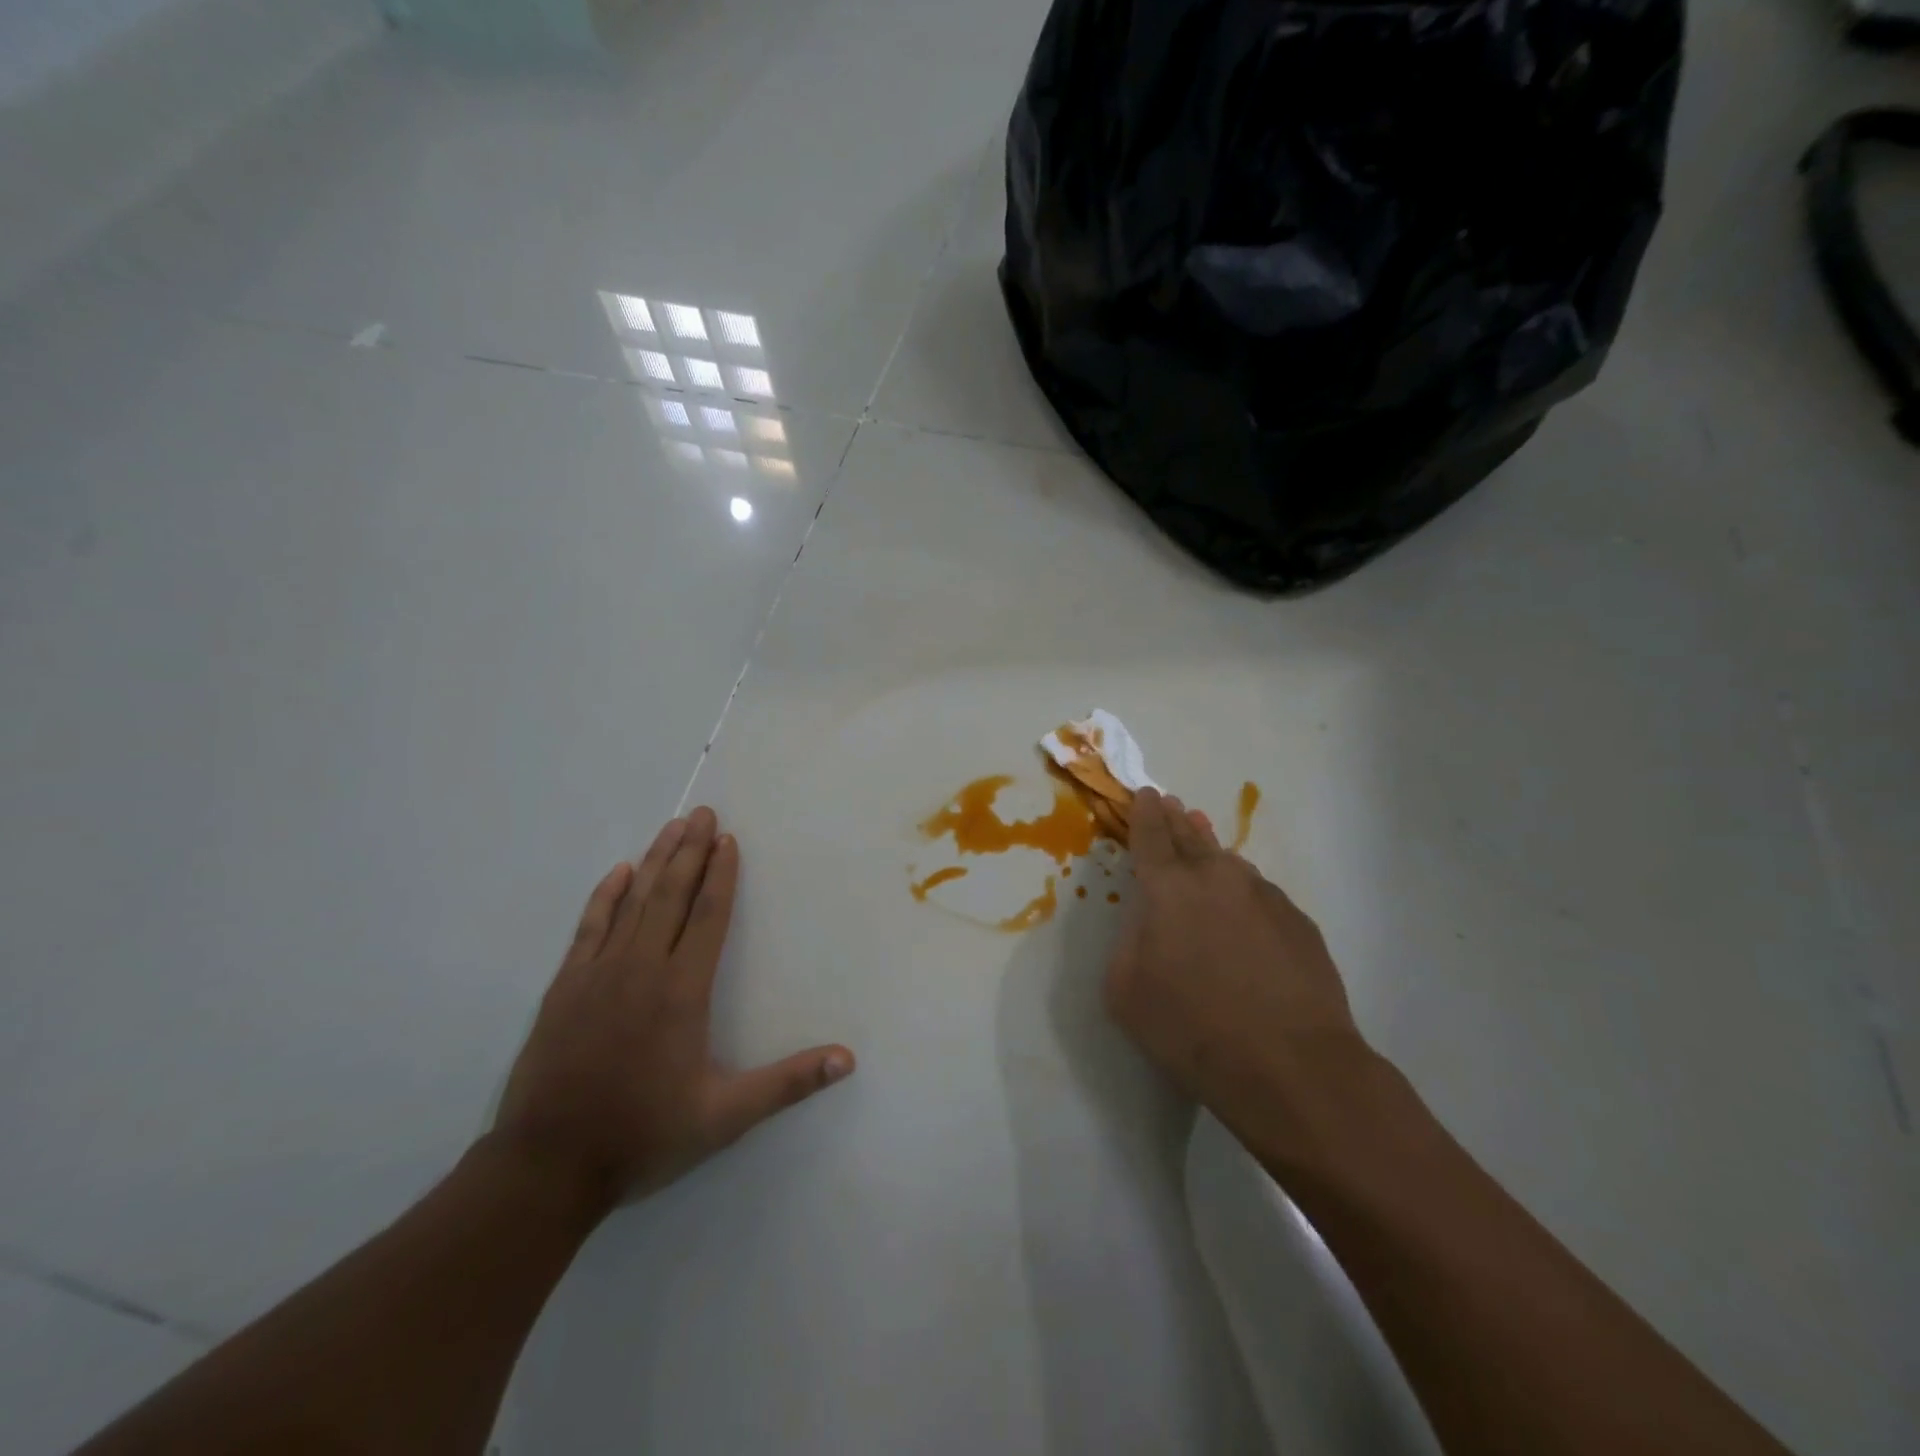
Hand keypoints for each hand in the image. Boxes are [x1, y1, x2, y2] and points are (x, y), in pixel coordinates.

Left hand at [492, 807, 854, 1208]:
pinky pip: (589, 927)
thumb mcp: (725, 1116)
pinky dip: (605, 895)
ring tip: (672, 827)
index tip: (728, 839)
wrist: (548, 1167)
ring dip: (655, 861)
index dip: (721, 874)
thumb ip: (788, 1083)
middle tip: (702, 812)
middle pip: (671, 895)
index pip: (708, 916)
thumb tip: (848, 1059)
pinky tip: (618, 872)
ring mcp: (598, 974)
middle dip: (690, 850)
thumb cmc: (644, 1135)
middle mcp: (642, 968)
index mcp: (683, 991)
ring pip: (633, 902)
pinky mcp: (565, 987)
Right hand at [1105, 787, 1368, 1133]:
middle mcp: (1218, 878)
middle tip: (1170, 804)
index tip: (1145, 795)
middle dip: (1176, 819)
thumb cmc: (1192, 1027)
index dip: (1144, 813)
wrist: (1291, 1066)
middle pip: (1191, 837)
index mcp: (1169, 888)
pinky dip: (1243, 891)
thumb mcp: (1126, 990)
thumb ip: (1129, 942)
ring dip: (1210, 850)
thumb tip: (1147, 922)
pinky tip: (1241, 907)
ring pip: (1229, 862)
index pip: (1151, 836)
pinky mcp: (1299, 923)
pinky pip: (1260, 894)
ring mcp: (1265, 897)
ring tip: (1201, 839)